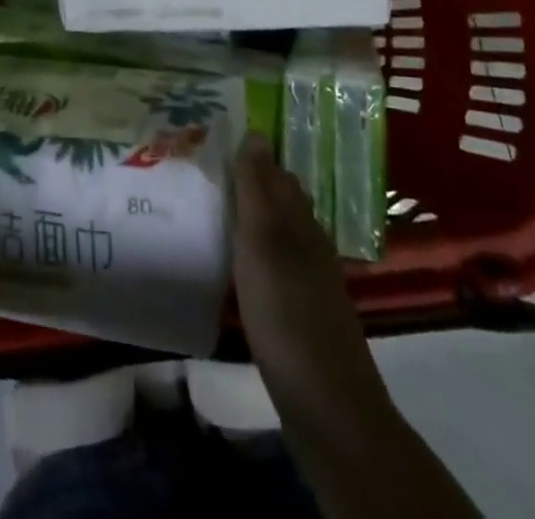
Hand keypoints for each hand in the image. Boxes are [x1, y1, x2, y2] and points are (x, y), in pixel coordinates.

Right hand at [231, 133, 387, 409]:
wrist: (326, 403)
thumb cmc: (286, 310)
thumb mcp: (262, 241)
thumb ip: (257, 188)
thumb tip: (257, 130)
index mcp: (299, 219)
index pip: (276, 172)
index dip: (250, 155)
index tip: (215, 141)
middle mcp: (309, 241)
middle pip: (279, 200)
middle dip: (249, 182)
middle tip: (207, 171)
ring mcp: (310, 279)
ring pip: (278, 233)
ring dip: (251, 218)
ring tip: (214, 210)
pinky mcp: (303, 312)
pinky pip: (276, 265)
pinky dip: (256, 254)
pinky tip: (238, 265)